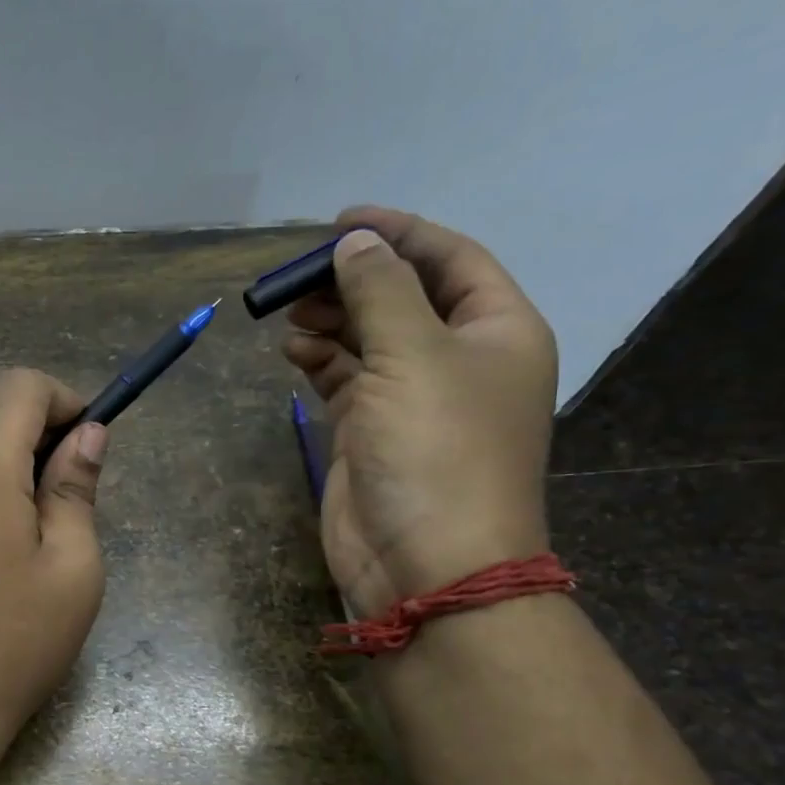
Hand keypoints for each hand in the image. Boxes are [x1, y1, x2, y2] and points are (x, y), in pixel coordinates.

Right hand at [284, 206, 556, 617]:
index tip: (340, 221)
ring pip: (369, 340)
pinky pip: (346, 381)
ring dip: (331, 321)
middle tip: (298, 275)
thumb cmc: (436, 451)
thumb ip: (381, 291)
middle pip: (404, 298)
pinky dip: (320, 362)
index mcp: (496, 331)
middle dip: (353, 281)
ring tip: (288, 313)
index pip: (450, 259)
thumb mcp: (413, 356)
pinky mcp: (372, 433)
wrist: (426, 563)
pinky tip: (292, 351)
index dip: (398, 234)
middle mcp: (458, 360)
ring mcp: (413, 400)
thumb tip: (355, 241)